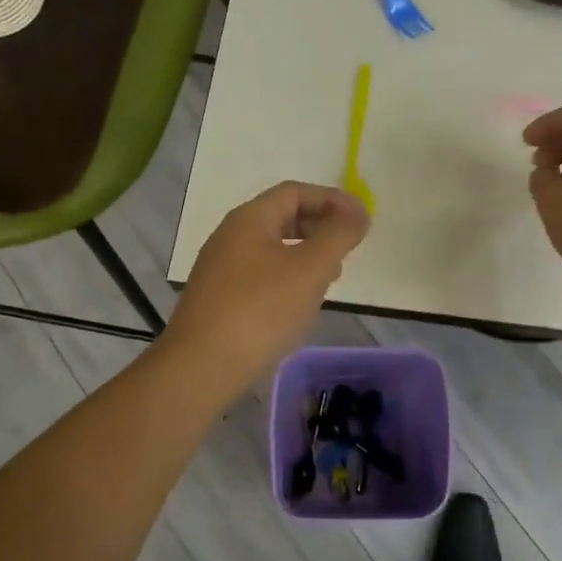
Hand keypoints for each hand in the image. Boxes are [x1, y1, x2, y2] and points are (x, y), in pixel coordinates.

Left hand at [164, 181, 369, 388]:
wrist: (200, 368)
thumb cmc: (260, 310)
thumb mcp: (310, 268)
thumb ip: (339, 234)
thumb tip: (359, 211)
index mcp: (249, 219)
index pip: (296, 192)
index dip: (332, 200)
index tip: (361, 222)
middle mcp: (231, 236)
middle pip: (284, 216)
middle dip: (321, 228)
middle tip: (347, 250)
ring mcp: (222, 268)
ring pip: (274, 247)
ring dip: (307, 255)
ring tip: (330, 279)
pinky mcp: (220, 298)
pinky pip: (262, 274)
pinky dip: (289, 278)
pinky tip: (300, 305)